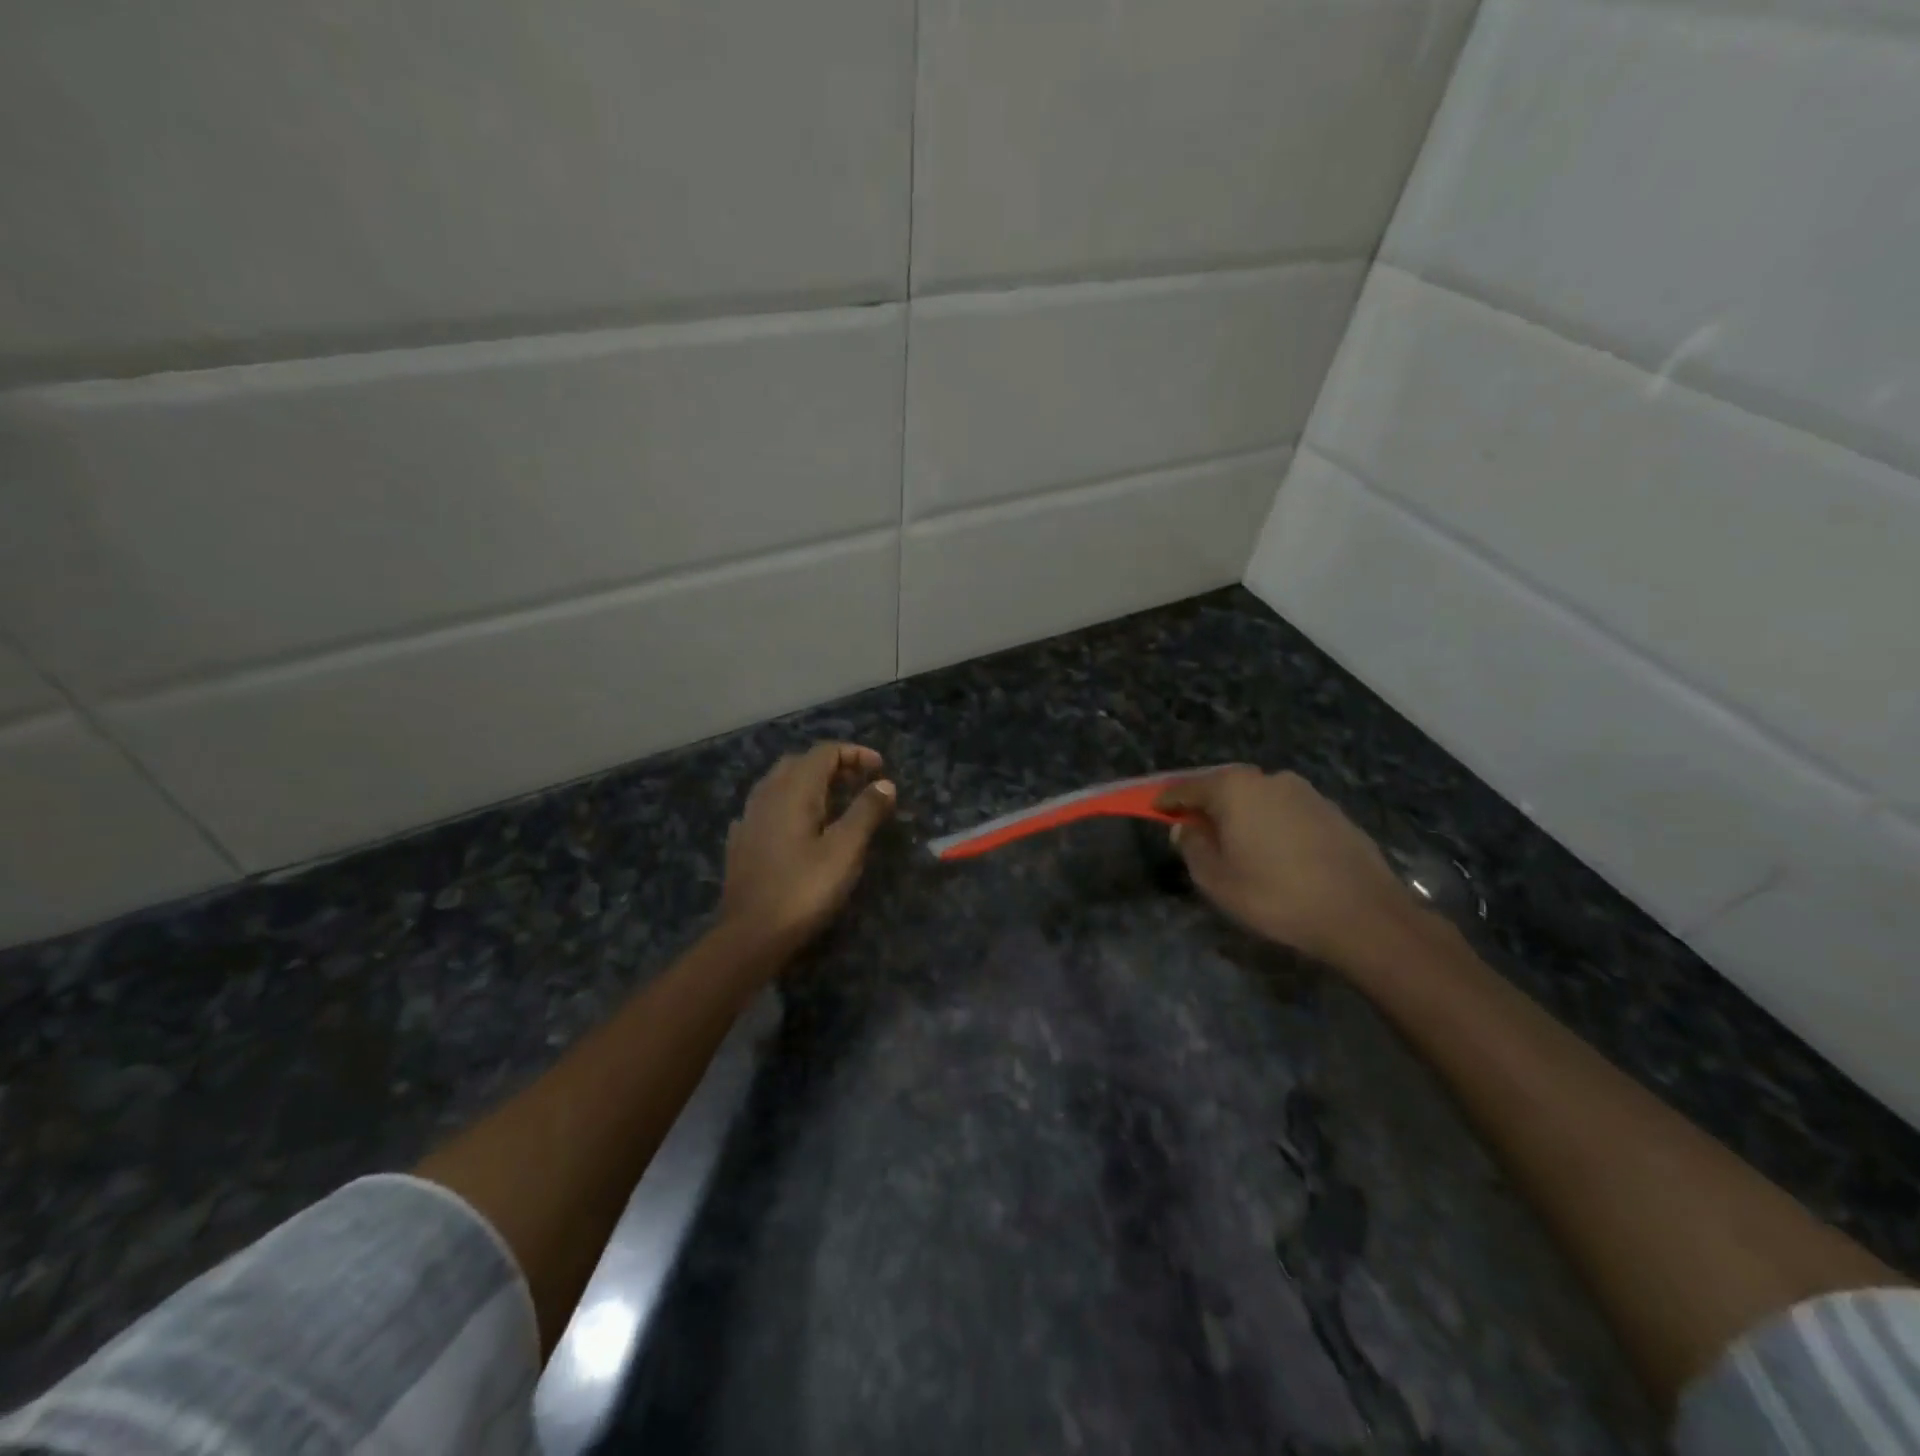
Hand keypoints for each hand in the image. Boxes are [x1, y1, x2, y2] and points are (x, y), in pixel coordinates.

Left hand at [719, 742, 895, 958]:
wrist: (750, 935)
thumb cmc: (804, 889)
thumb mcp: (845, 850)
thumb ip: (866, 811)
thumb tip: (884, 783)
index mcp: (794, 790)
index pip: (825, 751)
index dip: (855, 753)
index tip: (880, 768)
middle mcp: (767, 794)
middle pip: (801, 762)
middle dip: (833, 765)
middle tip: (861, 782)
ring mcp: (749, 817)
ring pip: (781, 782)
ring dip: (810, 783)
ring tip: (835, 802)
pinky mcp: (742, 841)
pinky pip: (768, 806)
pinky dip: (791, 804)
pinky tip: (800, 826)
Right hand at [1157, 767, 1420, 964]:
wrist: (1363, 915)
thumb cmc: (1275, 896)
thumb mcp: (1216, 880)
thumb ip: (1192, 846)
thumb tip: (1186, 827)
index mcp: (1234, 789)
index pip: (1187, 787)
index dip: (1167, 800)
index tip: (1155, 809)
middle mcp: (1268, 779)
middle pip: (1225, 786)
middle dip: (1207, 804)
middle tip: (1195, 828)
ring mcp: (1305, 792)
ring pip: (1258, 798)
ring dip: (1242, 814)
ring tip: (1237, 844)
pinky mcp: (1332, 811)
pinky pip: (1286, 811)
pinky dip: (1271, 824)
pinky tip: (1275, 853)